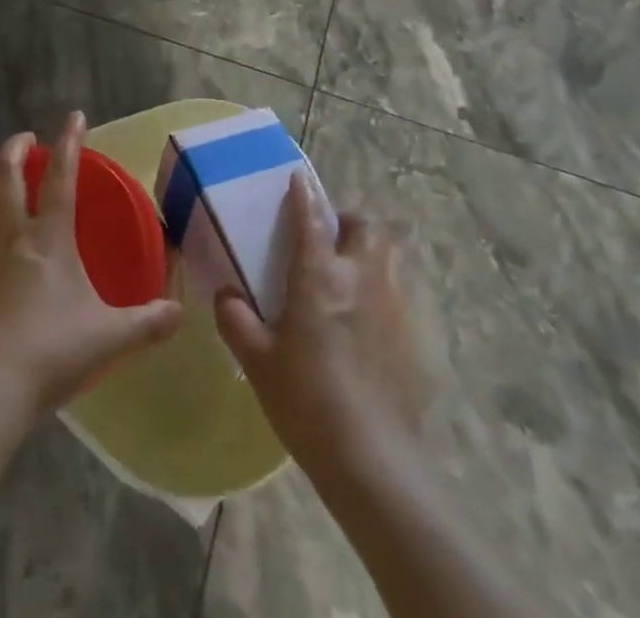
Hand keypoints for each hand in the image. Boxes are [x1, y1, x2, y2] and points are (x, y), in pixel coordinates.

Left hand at [0, 114, 181, 423]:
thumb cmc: (52, 353)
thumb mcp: (110, 338)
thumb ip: (148, 322)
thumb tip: (179, 313)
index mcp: (50, 238)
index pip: (61, 176)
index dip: (69, 142)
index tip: (74, 116)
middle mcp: (10, 235)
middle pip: (5, 174)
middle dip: (15, 147)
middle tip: (25, 138)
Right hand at [216, 175, 430, 481]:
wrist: (373, 461)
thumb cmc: (307, 403)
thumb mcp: (258, 362)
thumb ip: (236, 320)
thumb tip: (226, 294)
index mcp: (320, 277)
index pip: (311, 219)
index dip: (303, 195)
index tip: (297, 178)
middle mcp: (361, 278)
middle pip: (366, 227)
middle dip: (348, 222)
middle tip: (330, 238)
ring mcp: (394, 305)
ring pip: (391, 254)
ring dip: (373, 249)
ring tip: (353, 270)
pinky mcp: (414, 336)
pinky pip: (402, 293)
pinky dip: (386, 289)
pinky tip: (371, 319)